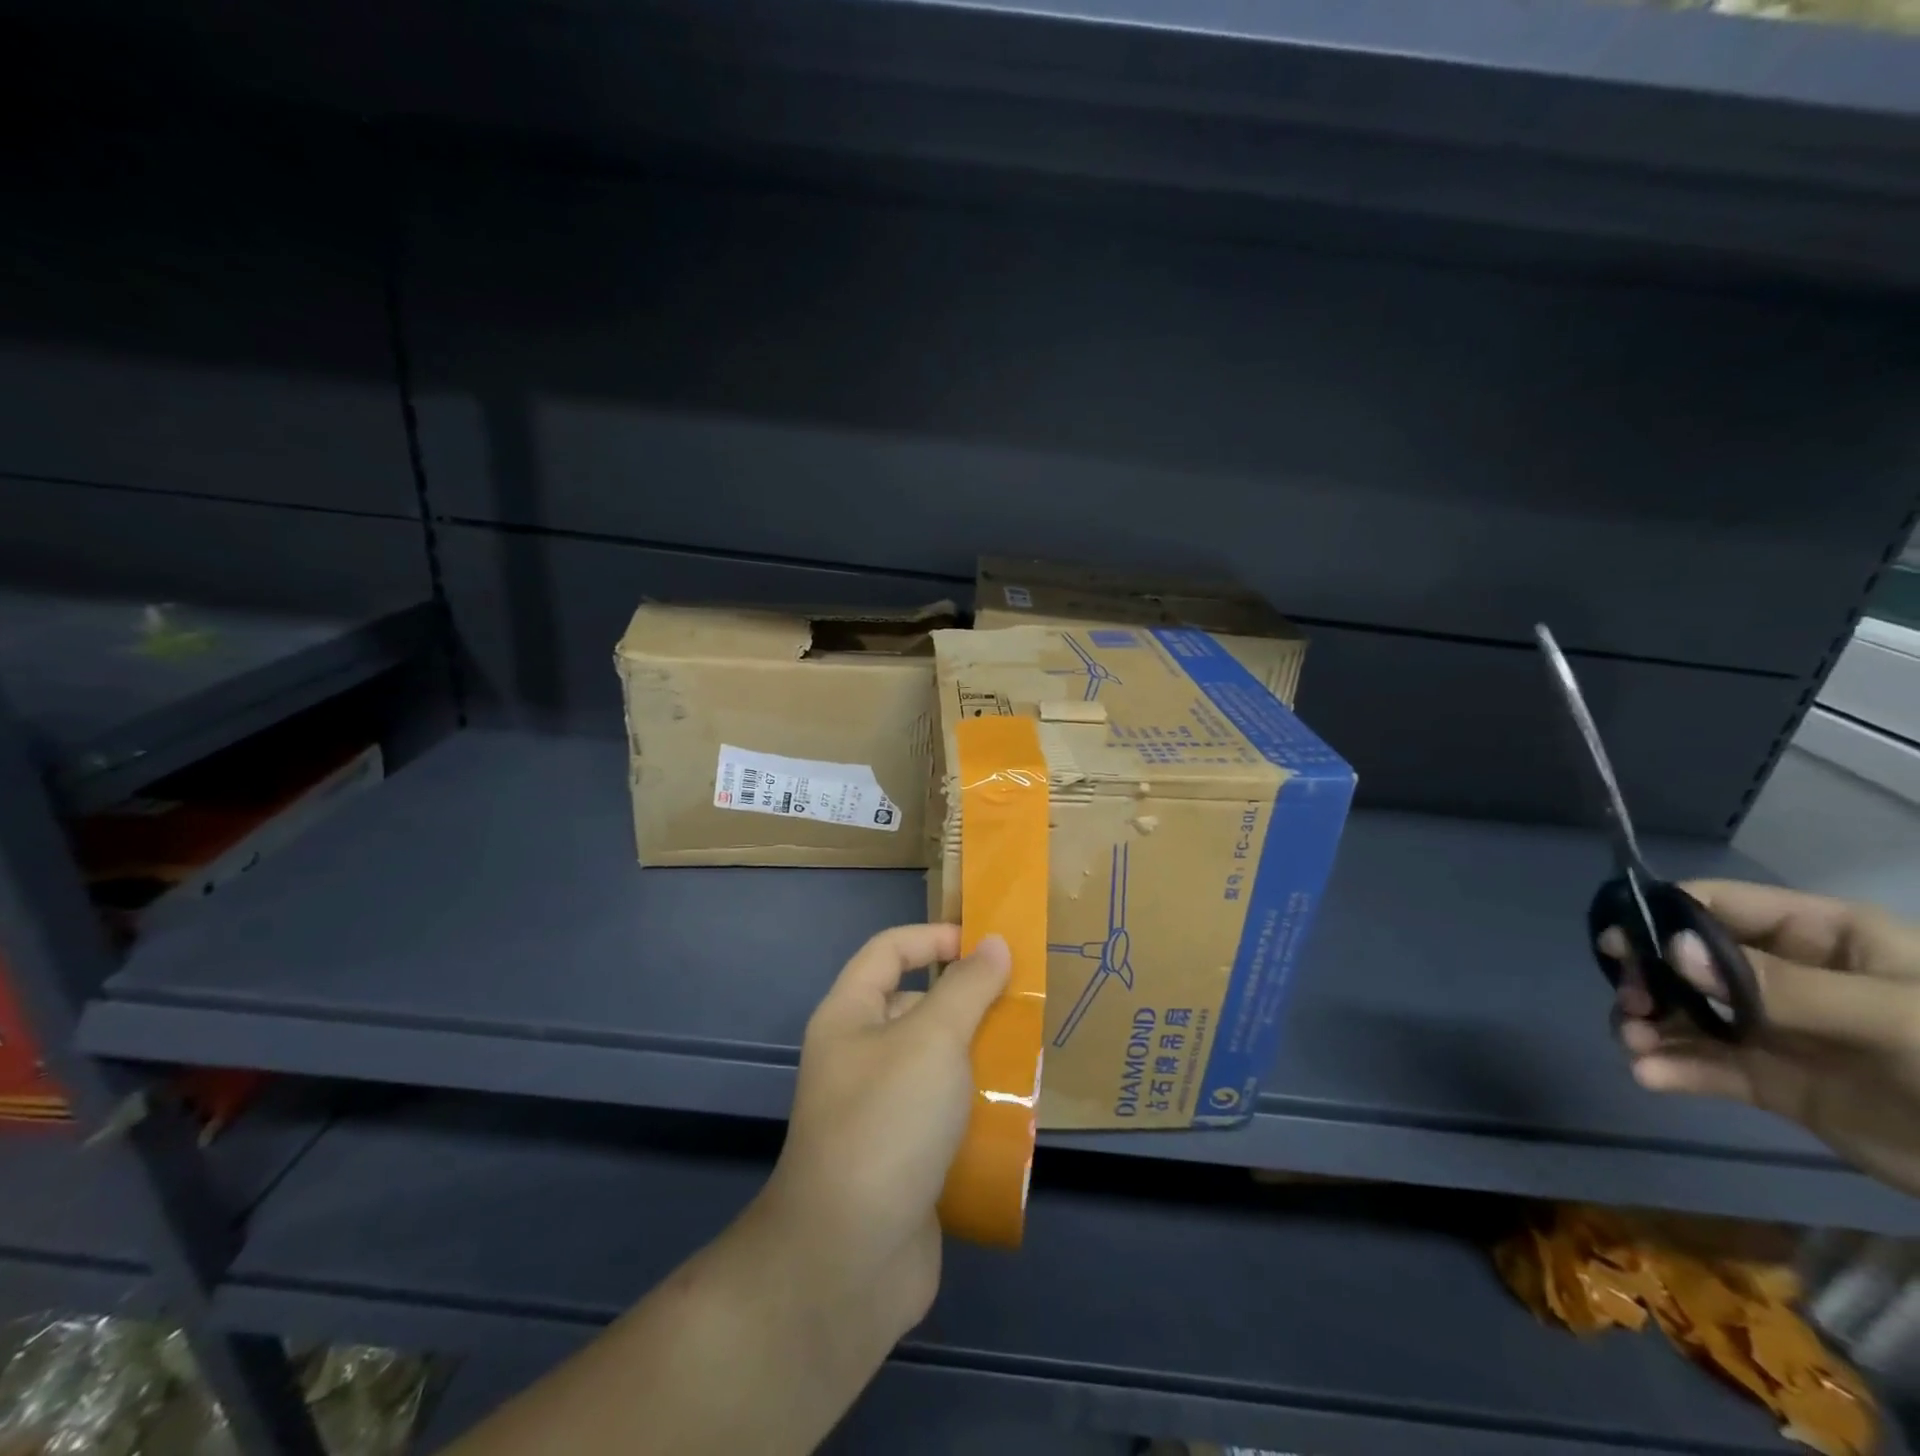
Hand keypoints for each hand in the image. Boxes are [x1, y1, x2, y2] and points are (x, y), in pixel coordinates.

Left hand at [755, 924, 1010, 1342]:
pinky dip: (978, 1109)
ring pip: (937, 1063)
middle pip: (917, 1005)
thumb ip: (966, 988)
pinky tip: (1018, 1114)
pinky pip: (945, 1114)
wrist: (850, 1260)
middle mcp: (859, 1056)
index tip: (990, 947)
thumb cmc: (888, 1123)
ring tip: (1031, 1057)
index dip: (936, 937)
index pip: (890, 949)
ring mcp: (880, 1110)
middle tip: (1023, 1006)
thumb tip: (994, 944)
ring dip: (980, 1058)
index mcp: (850, 1016)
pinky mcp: (903, 1157)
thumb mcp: (933, 1040)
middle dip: (969, 1001)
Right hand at [1603, 880, 1919, 1196]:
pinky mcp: (1775, 1081)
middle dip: (1647, 981)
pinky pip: (1706, 1065)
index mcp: (1820, 937)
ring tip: (1635, 1047)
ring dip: (1648, 1025)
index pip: (1716, 906)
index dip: (1660, 920)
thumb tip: (1671, 950)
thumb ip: (1779, 985)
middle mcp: (1785, 974)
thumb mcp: (1893, 1018)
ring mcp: (1777, 1029)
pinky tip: (1652, 1076)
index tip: (1618, 949)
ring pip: (1685, 1013)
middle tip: (1630, 1006)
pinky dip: (1670, 1068)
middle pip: (1685, 961)